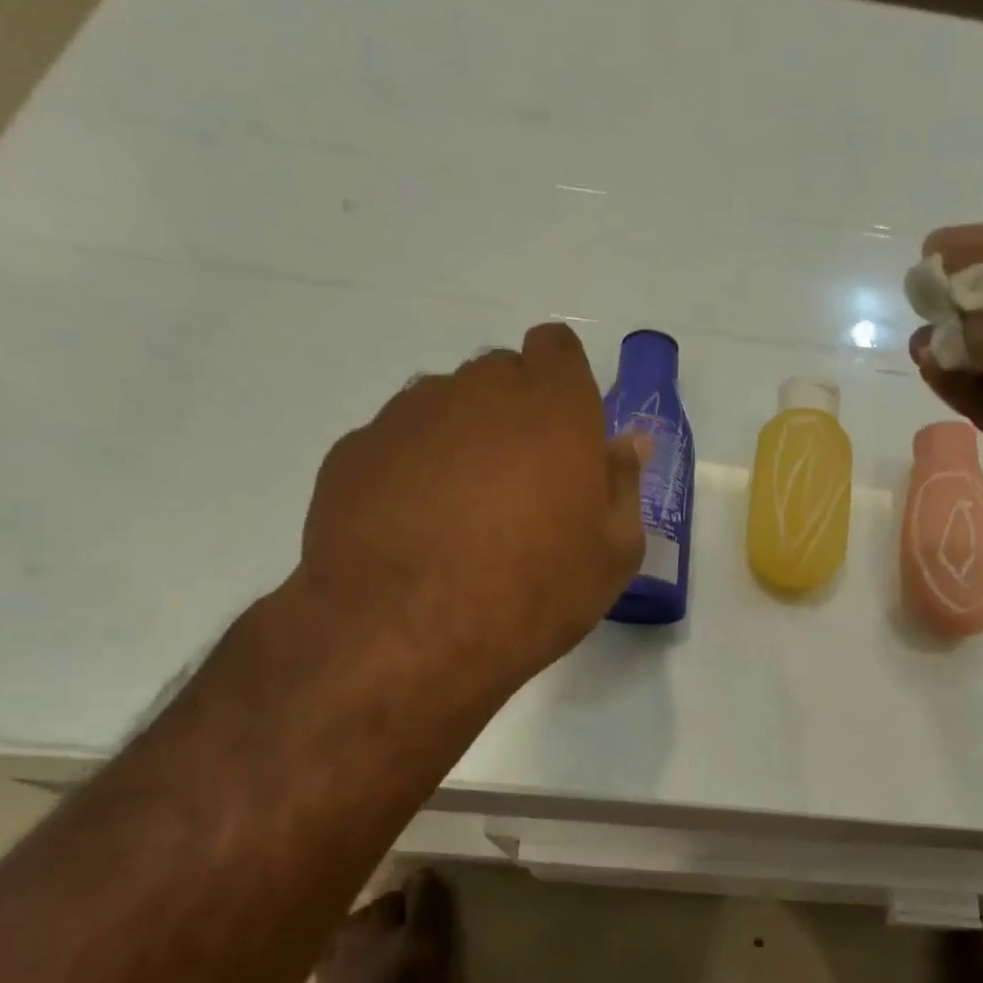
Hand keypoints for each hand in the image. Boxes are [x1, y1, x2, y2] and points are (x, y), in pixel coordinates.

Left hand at [297, 322, 648, 700]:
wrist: (408, 633)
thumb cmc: (536, 590)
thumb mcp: (614, 551)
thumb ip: (623, 483)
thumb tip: (627, 443)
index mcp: (552, 405)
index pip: (557, 349)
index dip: (564, 384)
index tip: (567, 435)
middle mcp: (478, 391)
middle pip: (501, 377)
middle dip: (516, 416)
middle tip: (522, 488)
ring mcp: (408, 416)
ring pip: (447, 408)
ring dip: (463, 442)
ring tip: (462, 516)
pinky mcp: (355, 450)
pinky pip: (398, 445)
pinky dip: (413, 472)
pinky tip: (416, 531)